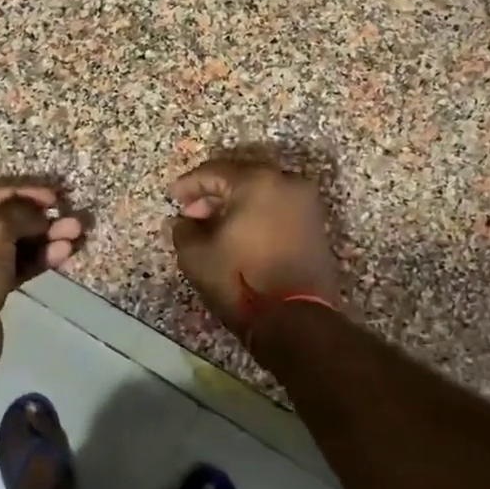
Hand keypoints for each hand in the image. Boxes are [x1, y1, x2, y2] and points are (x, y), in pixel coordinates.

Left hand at [0, 182, 83, 371]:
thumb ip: (18, 213)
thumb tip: (41, 212)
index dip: (21, 193)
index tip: (53, 196)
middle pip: (1, 221)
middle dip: (38, 220)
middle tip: (71, 219)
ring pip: (12, 245)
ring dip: (44, 238)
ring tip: (76, 234)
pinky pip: (15, 266)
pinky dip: (38, 259)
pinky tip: (63, 254)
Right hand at [169, 157, 340, 341]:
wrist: (296, 318)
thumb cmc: (241, 279)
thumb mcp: (196, 255)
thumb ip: (184, 230)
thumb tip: (183, 222)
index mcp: (257, 182)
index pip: (215, 171)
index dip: (189, 183)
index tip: (173, 196)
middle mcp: (288, 183)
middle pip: (242, 177)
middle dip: (214, 192)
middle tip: (192, 212)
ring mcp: (307, 204)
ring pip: (263, 192)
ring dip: (236, 204)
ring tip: (214, 226)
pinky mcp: (316, 226)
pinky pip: (279, 208)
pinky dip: (257, 214)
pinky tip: (240, 235)